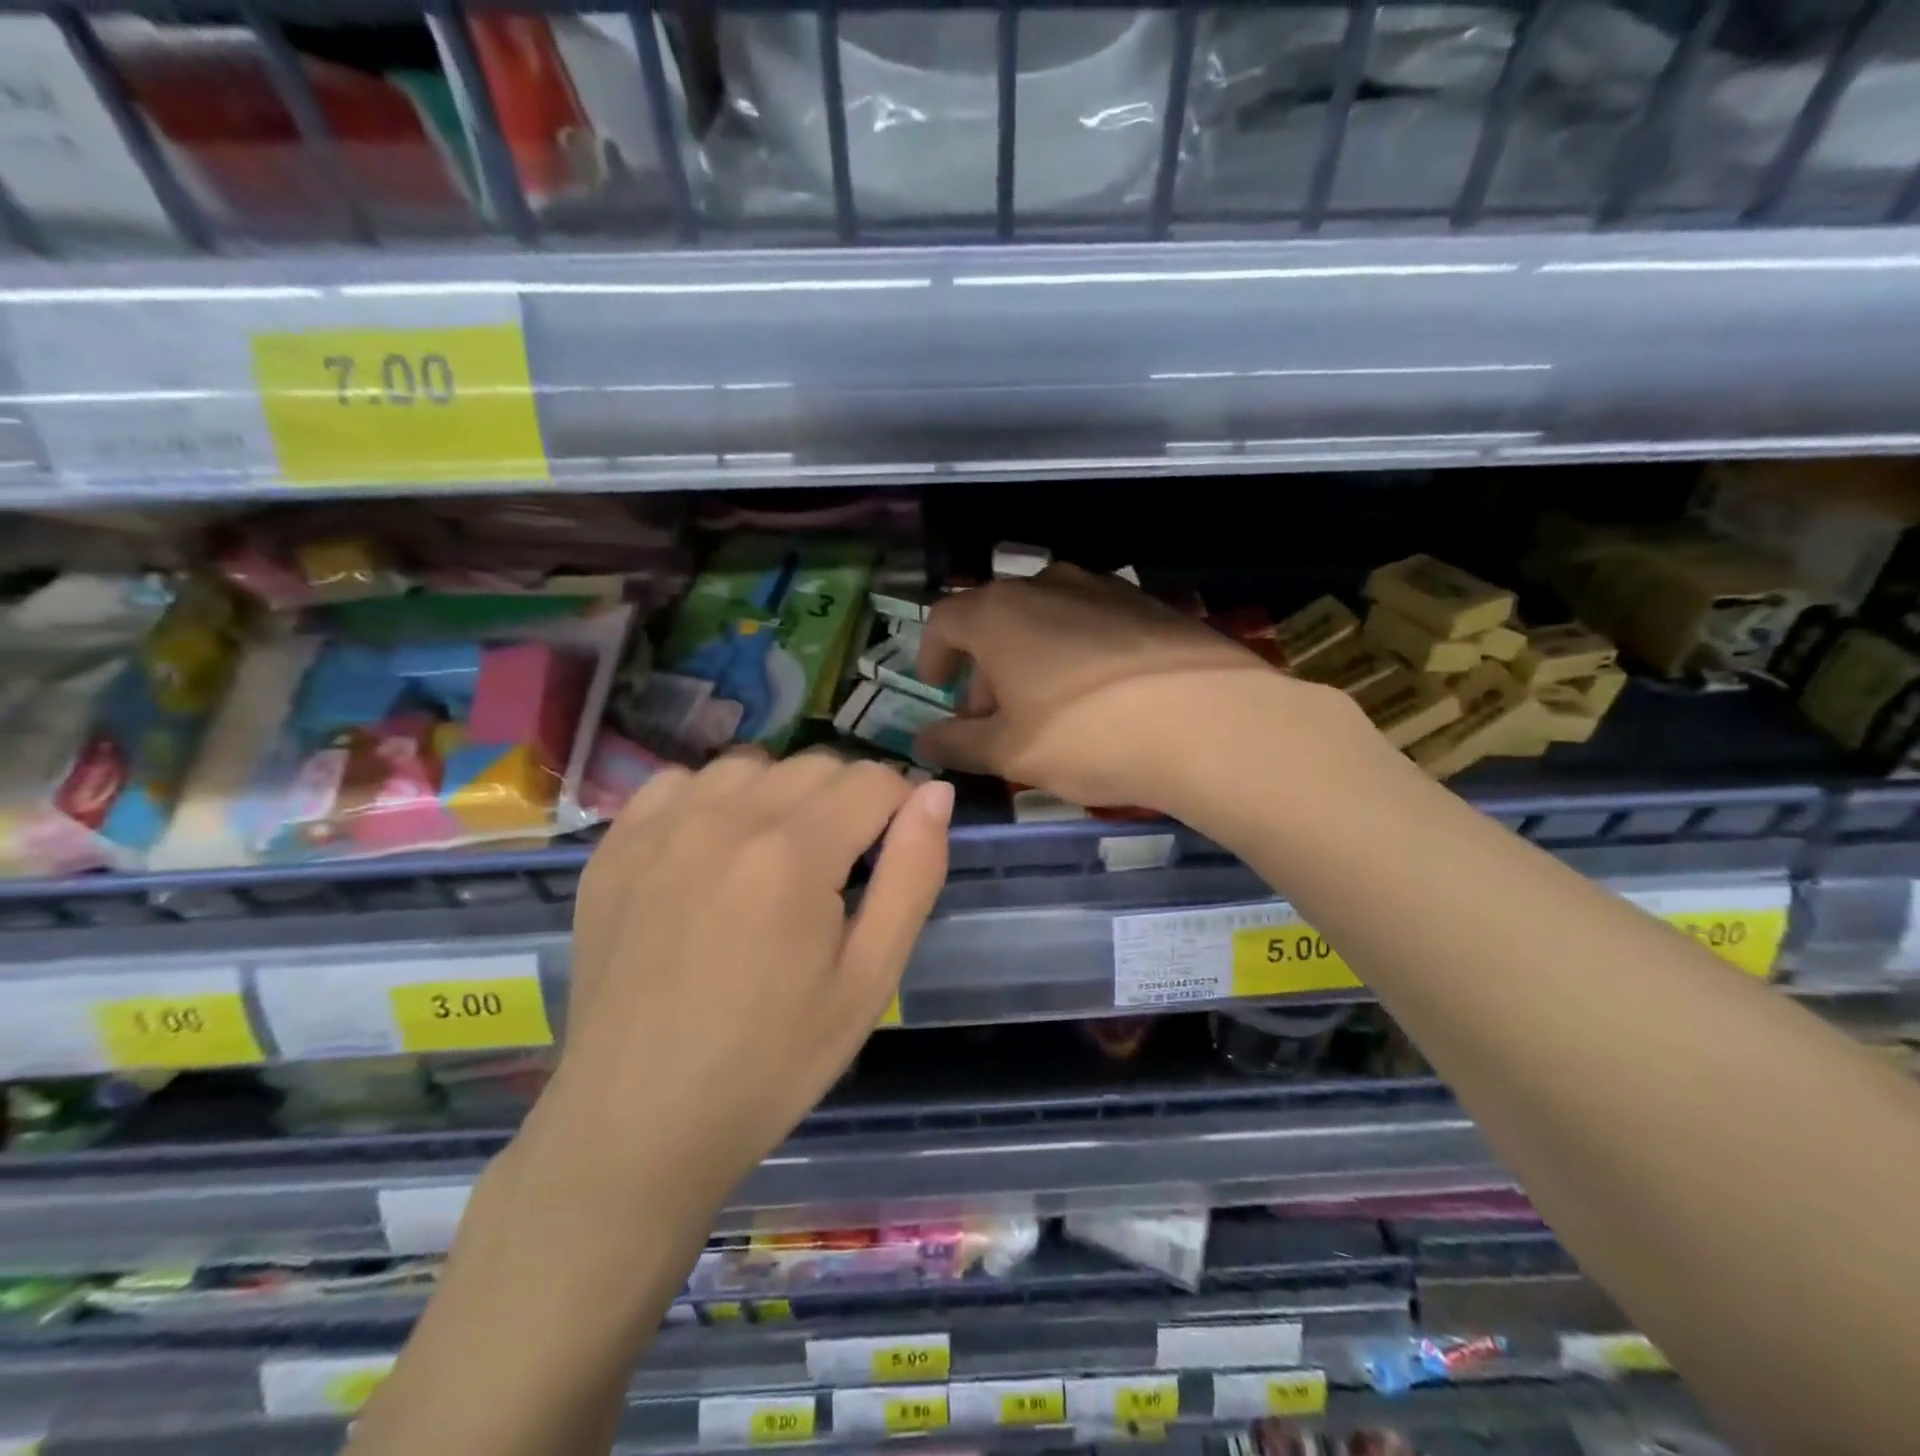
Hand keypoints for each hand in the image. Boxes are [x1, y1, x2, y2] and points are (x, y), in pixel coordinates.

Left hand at [547, 750, 951, 1216]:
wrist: (637, 1122)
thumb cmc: (771, 1061)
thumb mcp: (869, 980)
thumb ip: (913, 875)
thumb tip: (936, 794)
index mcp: (794, 853)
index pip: (874, 779)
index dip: (899, 810)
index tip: (889, 857)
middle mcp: (725, 816)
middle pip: (816, 765)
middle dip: (846, 802)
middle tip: (837, 872)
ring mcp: (661, 825)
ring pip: (752, 765)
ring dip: (781, 796)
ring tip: (775, 863)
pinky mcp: (615, 844)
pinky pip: (682, 781)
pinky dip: (712, 801)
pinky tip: (710, 855)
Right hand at [913, 564, 1335, 810]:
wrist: (1208, 722)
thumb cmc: (1087, 735)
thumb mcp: (1010, 753)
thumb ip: (957, 744)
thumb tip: (922, 741)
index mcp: (999, 613)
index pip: (944, 619)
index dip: (932, 652)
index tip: (936, 686)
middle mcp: (1045, 584)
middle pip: (995, 618)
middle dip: (982, 666)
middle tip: (990, 716)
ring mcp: (1102, 588)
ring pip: (1044, 617)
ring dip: (1028, 657)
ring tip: (1043, 707)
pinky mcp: (1147, 603)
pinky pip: (1090, 621)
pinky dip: (1073, 651)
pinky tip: (1096, 694)